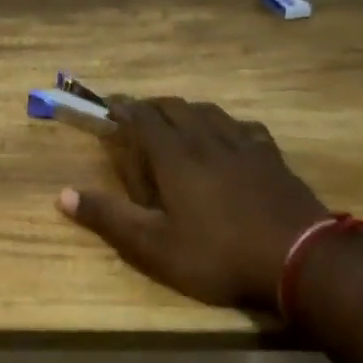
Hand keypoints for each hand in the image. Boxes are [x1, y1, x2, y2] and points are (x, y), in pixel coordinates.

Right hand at [57, 97, 327, 309]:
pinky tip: (230, 134)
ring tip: (177, 119)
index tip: (109, 104)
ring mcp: (243, 145)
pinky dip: (226, 124)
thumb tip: (63, 195)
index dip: (124, 108)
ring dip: (186, 110)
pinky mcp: (271, 157)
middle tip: (138, 114)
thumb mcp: (154, 247)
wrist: (300, 258)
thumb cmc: (218, 255)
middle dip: (152, 106)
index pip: (143, 118)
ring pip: (209, 112)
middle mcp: (207, 140)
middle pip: (175, 108)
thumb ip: (109, 218)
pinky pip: (243, 127)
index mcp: (175, 157)